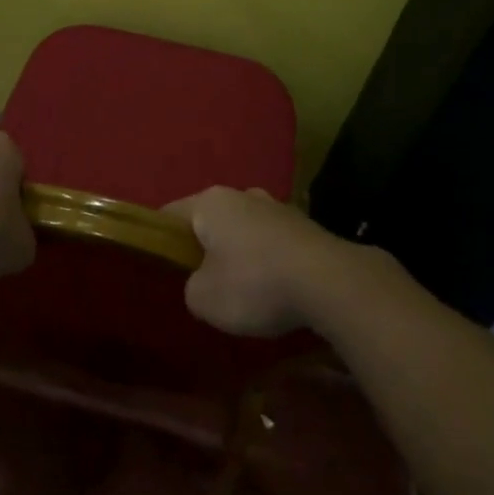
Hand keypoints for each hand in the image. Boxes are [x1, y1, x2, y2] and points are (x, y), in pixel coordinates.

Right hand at [164, 186, 365, 337]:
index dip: (161, 240)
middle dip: (205, 247)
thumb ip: (191, 287)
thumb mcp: (203, 299)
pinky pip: (275, 244)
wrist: (332, 284)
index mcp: (210, 202)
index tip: (161, 268)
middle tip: (201, 282)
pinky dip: (270, 263)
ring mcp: (279, 208)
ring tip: (243, 291)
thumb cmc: (255, 284)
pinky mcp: (308, 227)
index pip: (170, 214)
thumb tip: (202, 282)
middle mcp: (243, 195)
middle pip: (211, 221)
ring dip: (241, 255)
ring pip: (246, 231)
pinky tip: (276, 290)